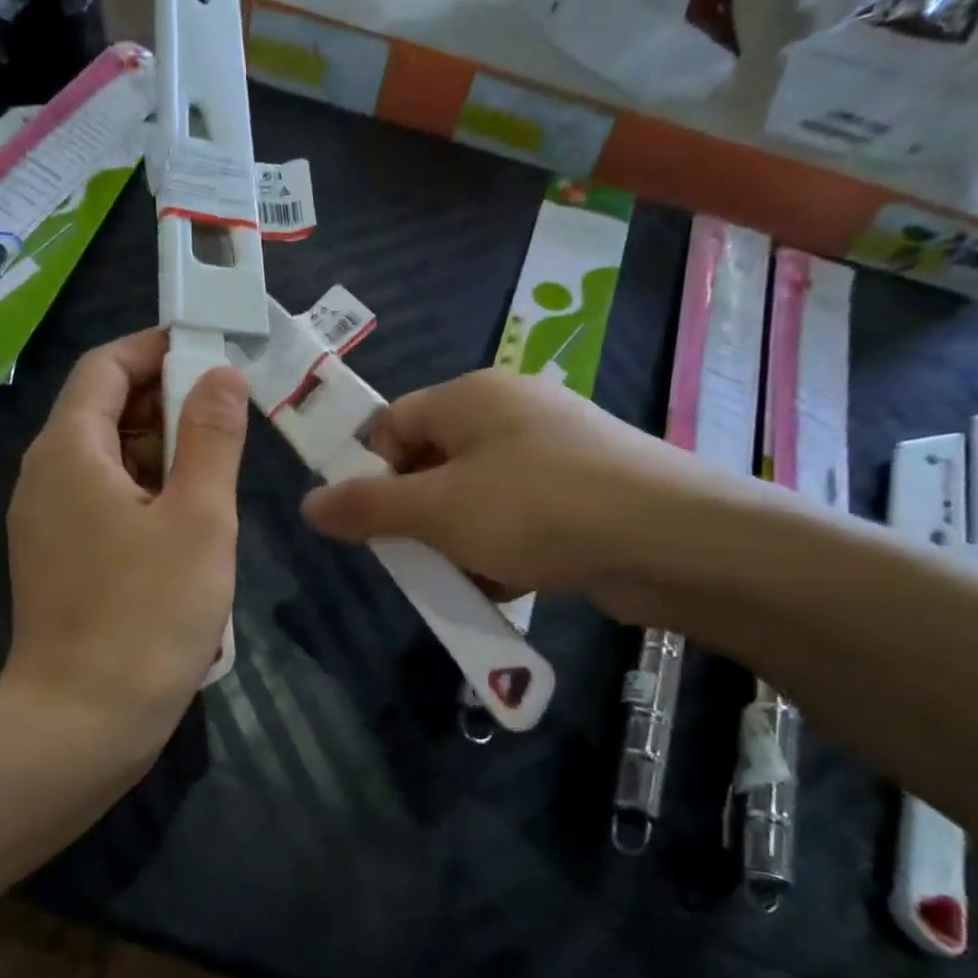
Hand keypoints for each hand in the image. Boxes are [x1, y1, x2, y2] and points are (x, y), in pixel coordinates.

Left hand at [1, 329, 247, 761]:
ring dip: (161, 455)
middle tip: (230, 422)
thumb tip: (220, 374)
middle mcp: (45, 477)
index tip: (214, 357)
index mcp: (69, 451)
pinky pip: (102, 505)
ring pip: (106, 463)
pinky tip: (186, 528)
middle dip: (166, 404)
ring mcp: (46, 524)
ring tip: (218, 476)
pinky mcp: (57, 563)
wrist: (83, 721)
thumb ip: (211, 438)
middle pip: (103, 411)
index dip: (158, 350)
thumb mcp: (199, 518)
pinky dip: (144, 497)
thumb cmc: (149, 614)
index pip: (105, 366)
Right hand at [301, 368, 746, 624]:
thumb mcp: (437, 511)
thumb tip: (308, 504)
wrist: (669, 540)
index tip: (367, 523)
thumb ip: (368, 508)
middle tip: (415, 557)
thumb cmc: (535, 509)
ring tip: (467, 577)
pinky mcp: (582, 491)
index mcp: (471, 396)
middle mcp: (510, 413)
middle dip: (418, 516)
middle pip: (433, 462)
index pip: (393, 423)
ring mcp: (551, 452)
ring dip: (460, 541)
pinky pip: (518, 517)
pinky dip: (503, 549)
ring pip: (475, 497)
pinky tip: (509, 581)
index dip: (370, 471)